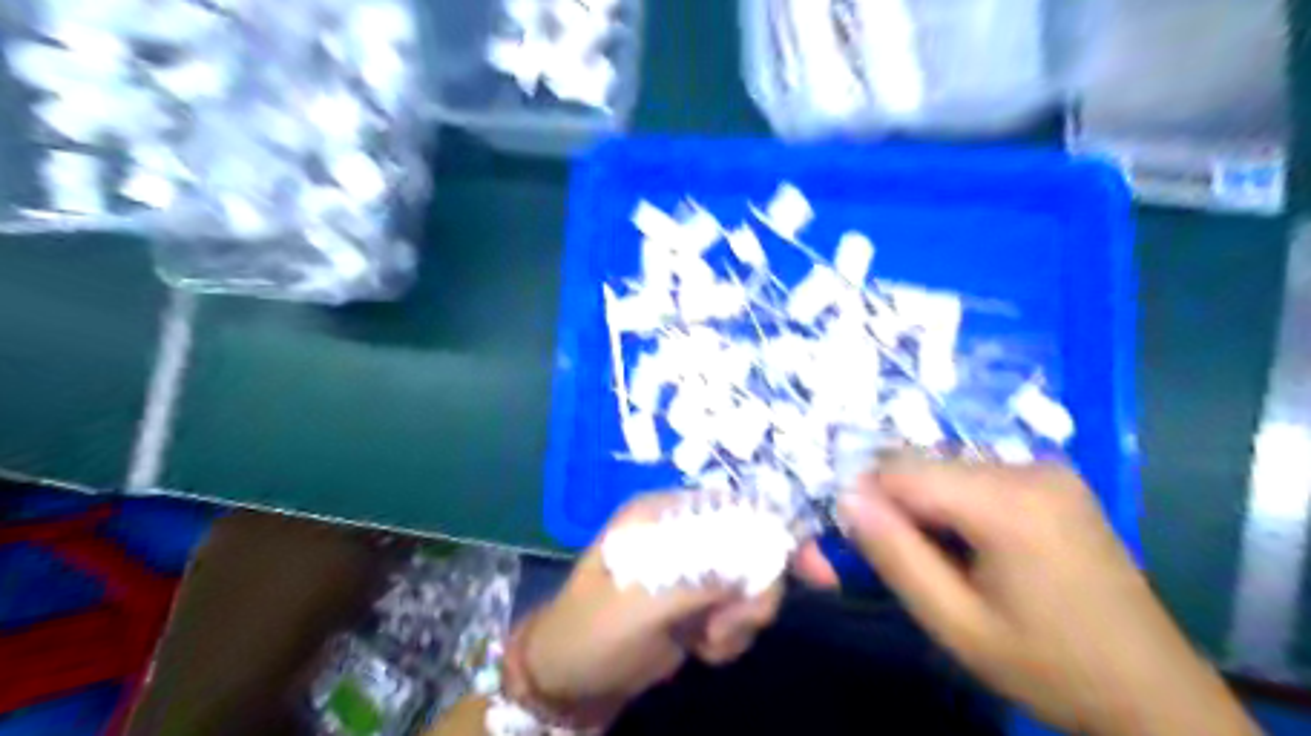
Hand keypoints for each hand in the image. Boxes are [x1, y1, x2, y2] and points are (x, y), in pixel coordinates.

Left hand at [527, 496, 787, 707]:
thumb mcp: (643, 602)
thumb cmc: (594, 631)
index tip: (809, 573)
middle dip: (754, 591)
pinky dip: (733, 634)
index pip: (734, 507)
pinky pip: (739, 611)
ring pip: (751, 583)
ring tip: (708, 641)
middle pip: (752, 546)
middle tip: (728, 626)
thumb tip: (761, 557)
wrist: (569, 681)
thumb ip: (702, 576)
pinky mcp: (699, 602)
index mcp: (665, 515)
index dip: (774, 533)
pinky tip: (704, 649)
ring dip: (742, 619)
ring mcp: (694, 569)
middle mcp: (684, 533)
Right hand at [793, 464, 1252, 733]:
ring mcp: (1046, 468)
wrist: (1153, 693)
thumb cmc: (1048, 666)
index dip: (866, 499)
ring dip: (923, 502)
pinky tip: (967, 543)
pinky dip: (953, 500)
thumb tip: (846, 498)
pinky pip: (976, 473)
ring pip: (946, 465)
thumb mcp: (956, 624)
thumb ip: (894, 555)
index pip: (900, 471)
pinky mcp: (1054, 478)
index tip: (855, 540)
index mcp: (1007, 502)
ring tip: (935, 556)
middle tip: (895, 556)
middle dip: (895, 502)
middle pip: (923, 462)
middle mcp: (1027, 466)